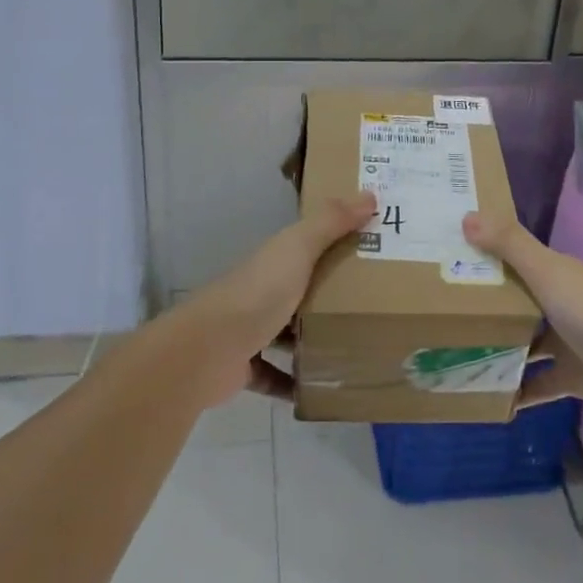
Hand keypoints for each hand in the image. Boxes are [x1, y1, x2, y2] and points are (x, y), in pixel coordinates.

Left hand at [184, 192, 375, 404]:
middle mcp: (260, 290)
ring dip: (312, 340)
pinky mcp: (244, 367)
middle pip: (299, 289)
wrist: (208, 350)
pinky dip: (293, 382)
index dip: (334, 242)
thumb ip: (330, 222)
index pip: (306, 245)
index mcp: (273, 260)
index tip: (370, 248)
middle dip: (329, 295)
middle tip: (373, 304)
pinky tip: (321, 389)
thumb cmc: (258, 292)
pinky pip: (274, 375)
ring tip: (353, 347)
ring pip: (286, 333)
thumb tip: (370, 194)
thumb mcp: (298, 249)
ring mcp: (249, 330)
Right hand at [462, 212, 582, 424]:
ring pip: (526, 344)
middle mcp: (561, 305)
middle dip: (486, 308)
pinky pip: (538, 384)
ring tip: (457, 356)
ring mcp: (568, 344)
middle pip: (517, 304)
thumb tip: (466, 217)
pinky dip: (518, 391)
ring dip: (499, 350)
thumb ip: (508, 244)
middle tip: (442, 314)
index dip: (485, 259)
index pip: (514, 261)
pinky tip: (489, 397)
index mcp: (555, 275)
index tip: (448, 262)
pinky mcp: (573, 379)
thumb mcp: (545, 271)